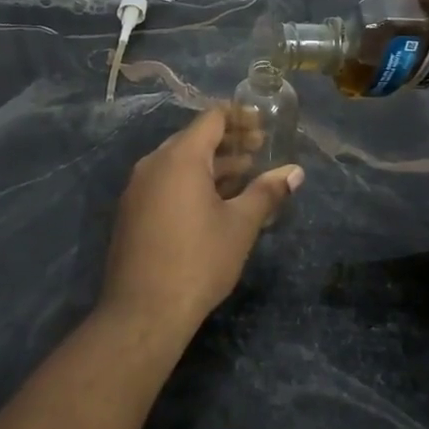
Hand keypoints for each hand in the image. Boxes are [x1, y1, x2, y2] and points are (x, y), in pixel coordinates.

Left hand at [102, 107, 303, 333]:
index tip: (262, 125)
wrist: (143, 311)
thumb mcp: (240, 225)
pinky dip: (191, 182)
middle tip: (259, 149)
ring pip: (179, 163)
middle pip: (194, 139)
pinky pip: (166, 183)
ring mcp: (138, 188)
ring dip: (211, 165)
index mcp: (180, 158)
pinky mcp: (132, 212)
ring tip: (245, 175)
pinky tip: (214, 203)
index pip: (211, 120)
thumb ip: (267, 192)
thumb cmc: (199, 261)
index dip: (239, 117)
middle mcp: (153, 164)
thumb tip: (295, 172)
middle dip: (228, 142)